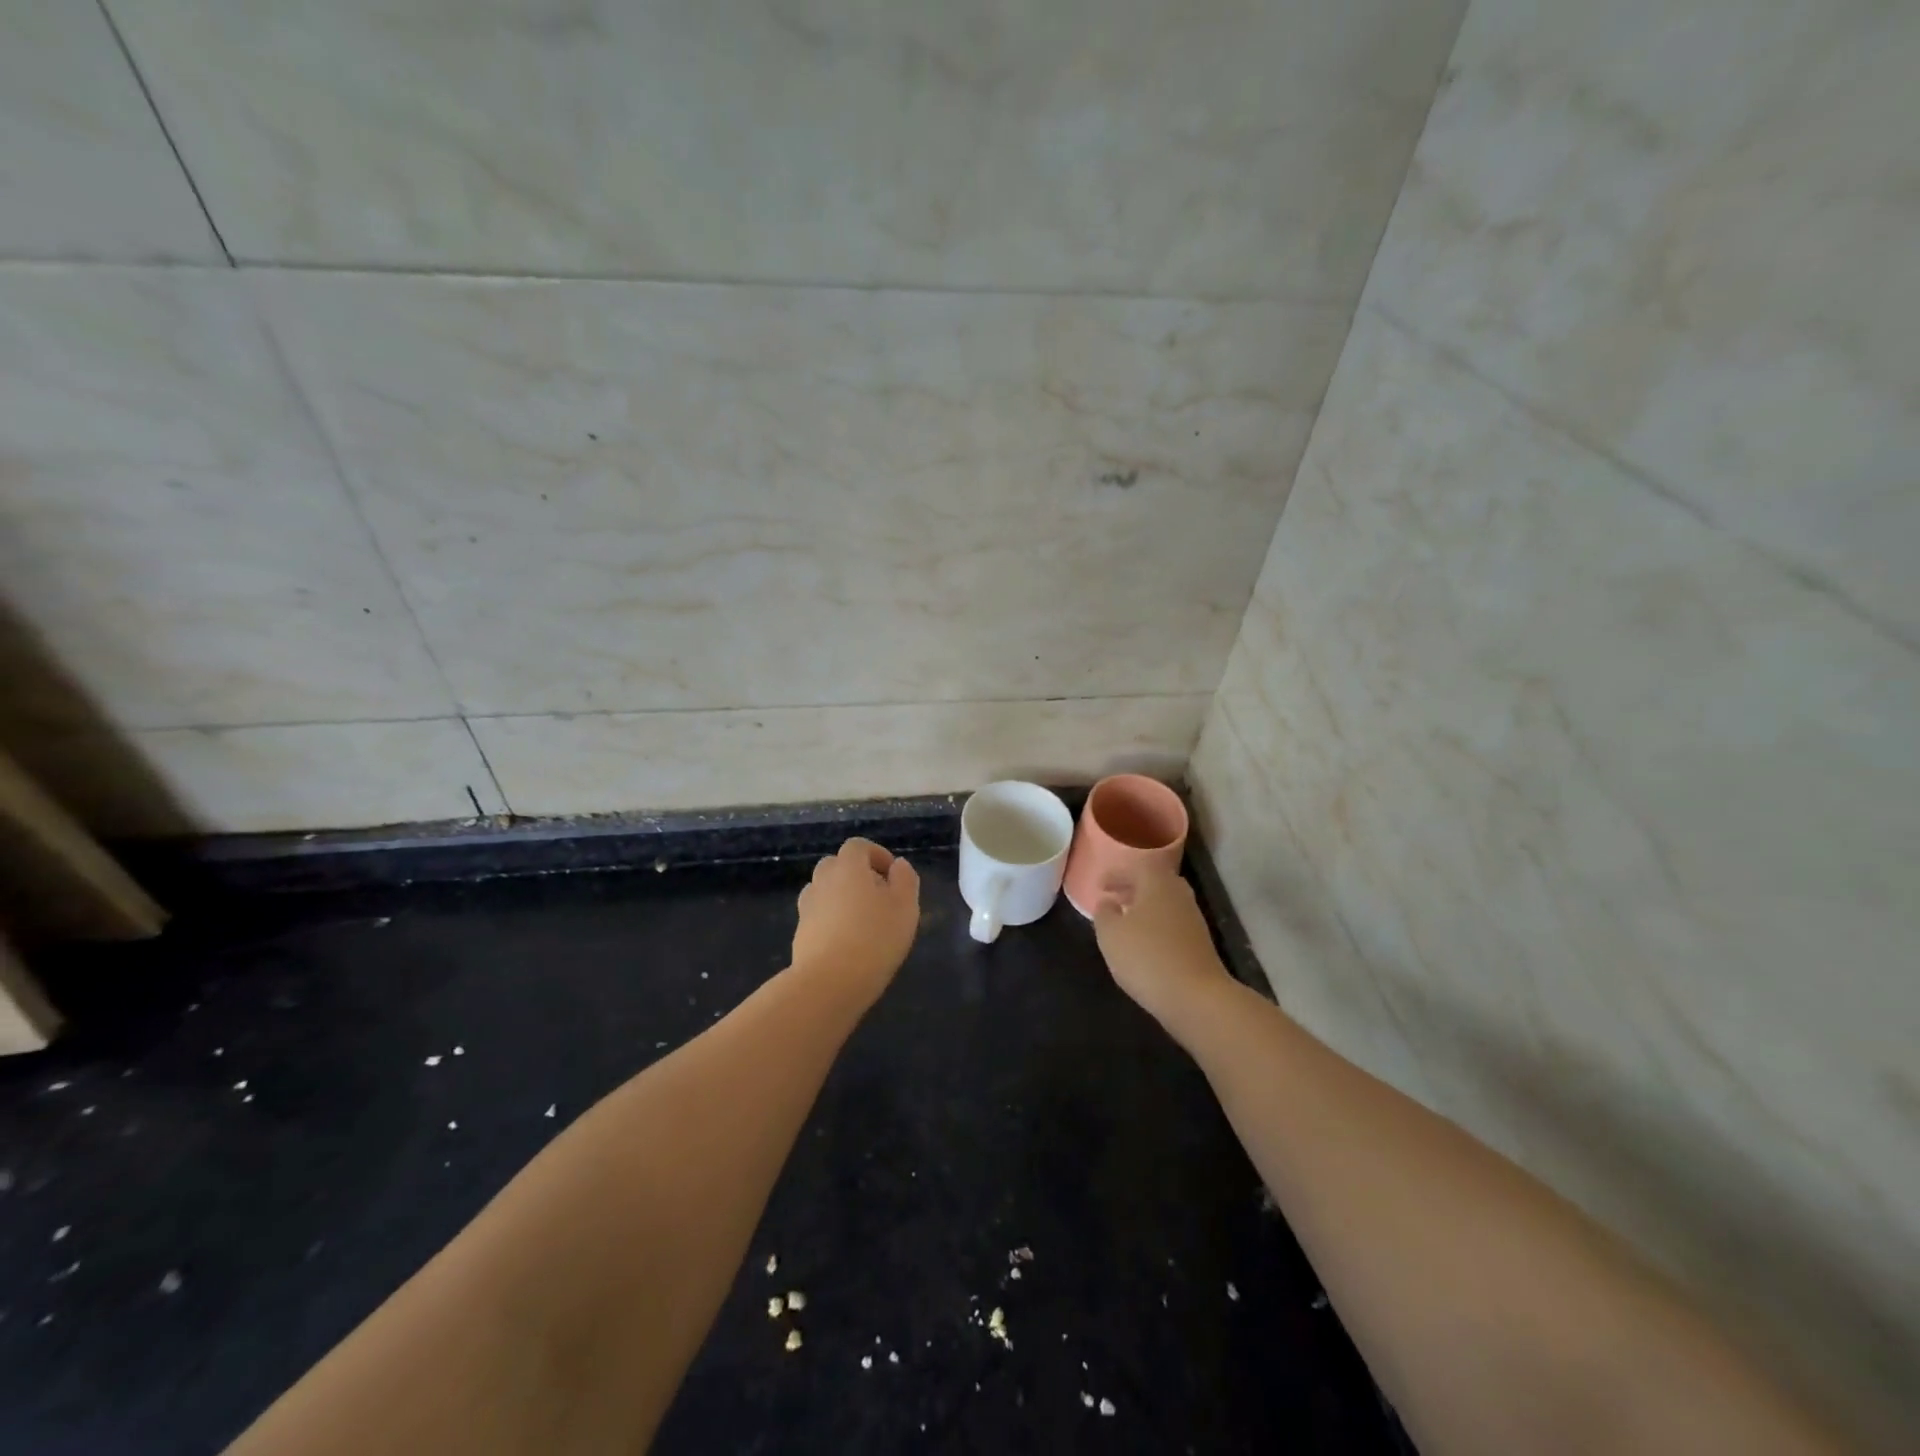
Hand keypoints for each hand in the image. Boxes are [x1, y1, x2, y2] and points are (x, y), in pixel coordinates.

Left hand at [791, 838, 920, 1003]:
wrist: (828, 983)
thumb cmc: (875, 938)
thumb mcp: (905, 906)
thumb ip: (905, 879)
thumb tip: (898, 865)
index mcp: (848, 867)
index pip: (858, 846)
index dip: (876, 854)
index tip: (892, 875)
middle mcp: (823, 880)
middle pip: (836, 866)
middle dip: (856, 875)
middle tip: (878, 897)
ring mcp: (807, 907)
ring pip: (824, 891)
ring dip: (842, 898)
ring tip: (863, 921)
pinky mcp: (800, 934)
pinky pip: (818, 917)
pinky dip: (831, 921)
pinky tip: (848, 943)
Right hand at [1093, 864, 1232, 1026]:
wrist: (1197, 997)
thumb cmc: (1146, 957)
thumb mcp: (1110, 934)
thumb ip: (1104, 913)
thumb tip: (1107, 902)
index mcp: (1157, 882)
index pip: (1136, 866)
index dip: (1116, 874)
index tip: (1100, 886)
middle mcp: (1179, 894)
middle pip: (1154, 882)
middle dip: (1133, 888)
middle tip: (1114, 899)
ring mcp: (1193, 919)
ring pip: (1165, 904)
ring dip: (1145, 908)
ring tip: (1125, 923)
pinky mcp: (1200, 943)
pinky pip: (1173, 924)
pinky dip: (1156, 926)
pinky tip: (1144, 944)